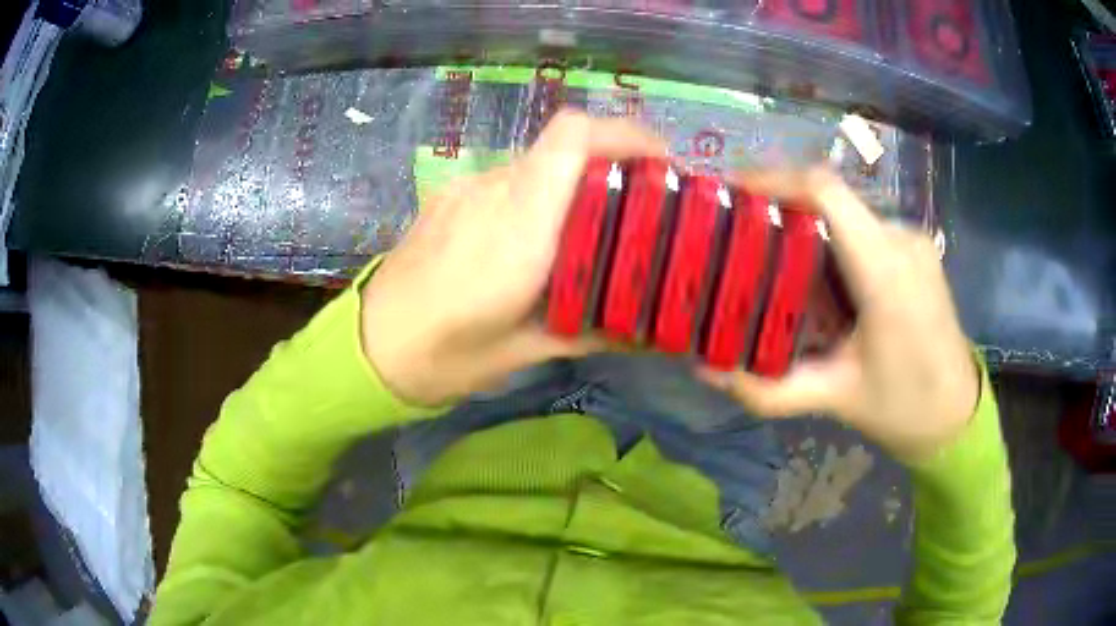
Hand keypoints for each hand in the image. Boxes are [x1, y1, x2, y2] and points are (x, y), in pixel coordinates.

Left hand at [361, 111, 666, 406]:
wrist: (368, 348)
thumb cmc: (444, 356)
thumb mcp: (524, 351)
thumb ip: (589, 329)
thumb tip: (642, 326)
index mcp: (518, 227)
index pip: (572, 137)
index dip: (625, 134)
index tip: (661, 163)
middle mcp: (491, 191)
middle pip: (563, 146)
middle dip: (611, 164)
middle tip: (639, 206)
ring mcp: (464, 188)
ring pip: (536, 163)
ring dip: (571, 183)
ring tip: (586, 229)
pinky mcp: (447, 195)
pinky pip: (506, 180)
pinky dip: (537, 194)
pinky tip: (532, 238)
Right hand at [699, 169, 979, 461]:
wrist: (956, 415)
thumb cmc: (902, 407)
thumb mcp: (833, 397)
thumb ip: (767, 386)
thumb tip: (706, 370)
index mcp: (885, 271)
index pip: (826, 191)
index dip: (775, 179)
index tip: (733, 192)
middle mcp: (901, 239)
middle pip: (831, 201)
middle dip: (783, 212)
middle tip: (742, 240)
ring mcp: (913, 240)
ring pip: (847, 215)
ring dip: (809, 232)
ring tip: (779, 269)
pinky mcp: (916, 249)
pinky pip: (865, 229)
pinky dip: (834, 245)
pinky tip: (824, 285)